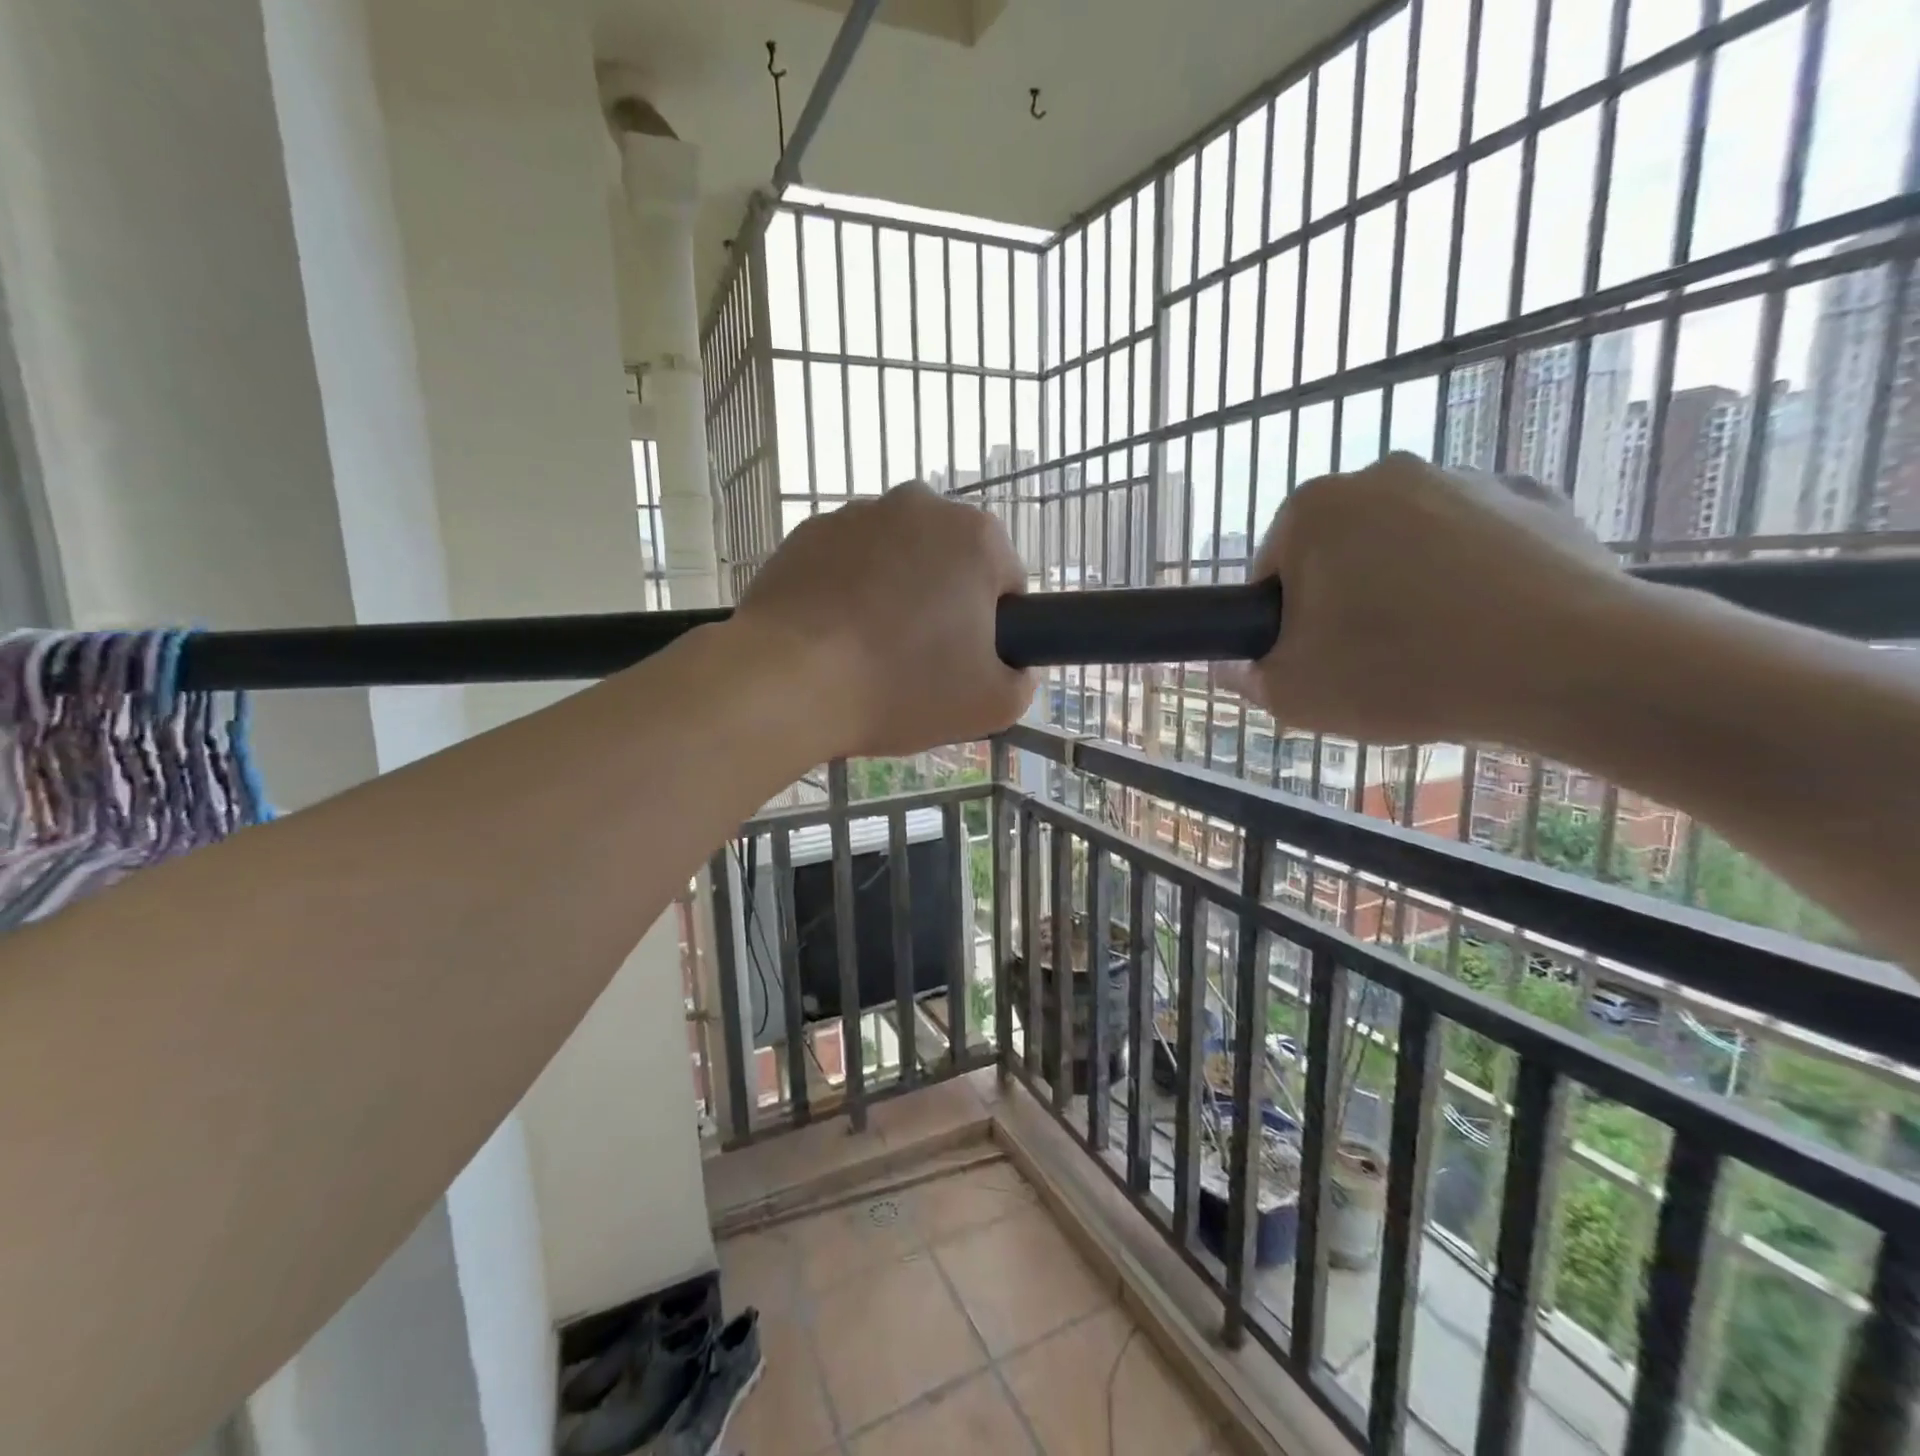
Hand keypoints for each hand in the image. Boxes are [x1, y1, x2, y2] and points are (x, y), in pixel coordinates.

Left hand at [733, 482, 1035, 756]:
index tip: (967, 663)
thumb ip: (1023, 680)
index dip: (995, 629)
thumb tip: (1013, 666)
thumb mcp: (991, 705)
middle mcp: (920, 505)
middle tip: (919, 661)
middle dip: (944, 604)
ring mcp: (856, 513)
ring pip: (897, 559)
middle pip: (950, 564)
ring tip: (869, 651)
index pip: (1007, 583)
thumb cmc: (901, 687)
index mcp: (976, 536)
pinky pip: (846, 563)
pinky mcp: (806, 532)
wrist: (788, 682)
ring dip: (895, 594)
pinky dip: (847, 591)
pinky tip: (832, 636)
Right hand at [1229, 453, 1637, 745]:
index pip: (1271, 571)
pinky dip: (1469, 575)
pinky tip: (1486, 623)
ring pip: (1404, 544)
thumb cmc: (1400, 671)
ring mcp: (1462, 478)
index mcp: (1312, 510)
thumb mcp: (1292, 695)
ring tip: (1435, 648)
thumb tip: (1230, 666)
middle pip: (1337, 551)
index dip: (1282, 624)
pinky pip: (1474, 540)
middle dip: (1342, 599)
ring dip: (1403, 586)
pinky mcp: (1533, 496)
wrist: (1567, 663)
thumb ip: (1245, 677)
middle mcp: (1381, 474)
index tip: (1311, 662)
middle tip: (1367, 660)